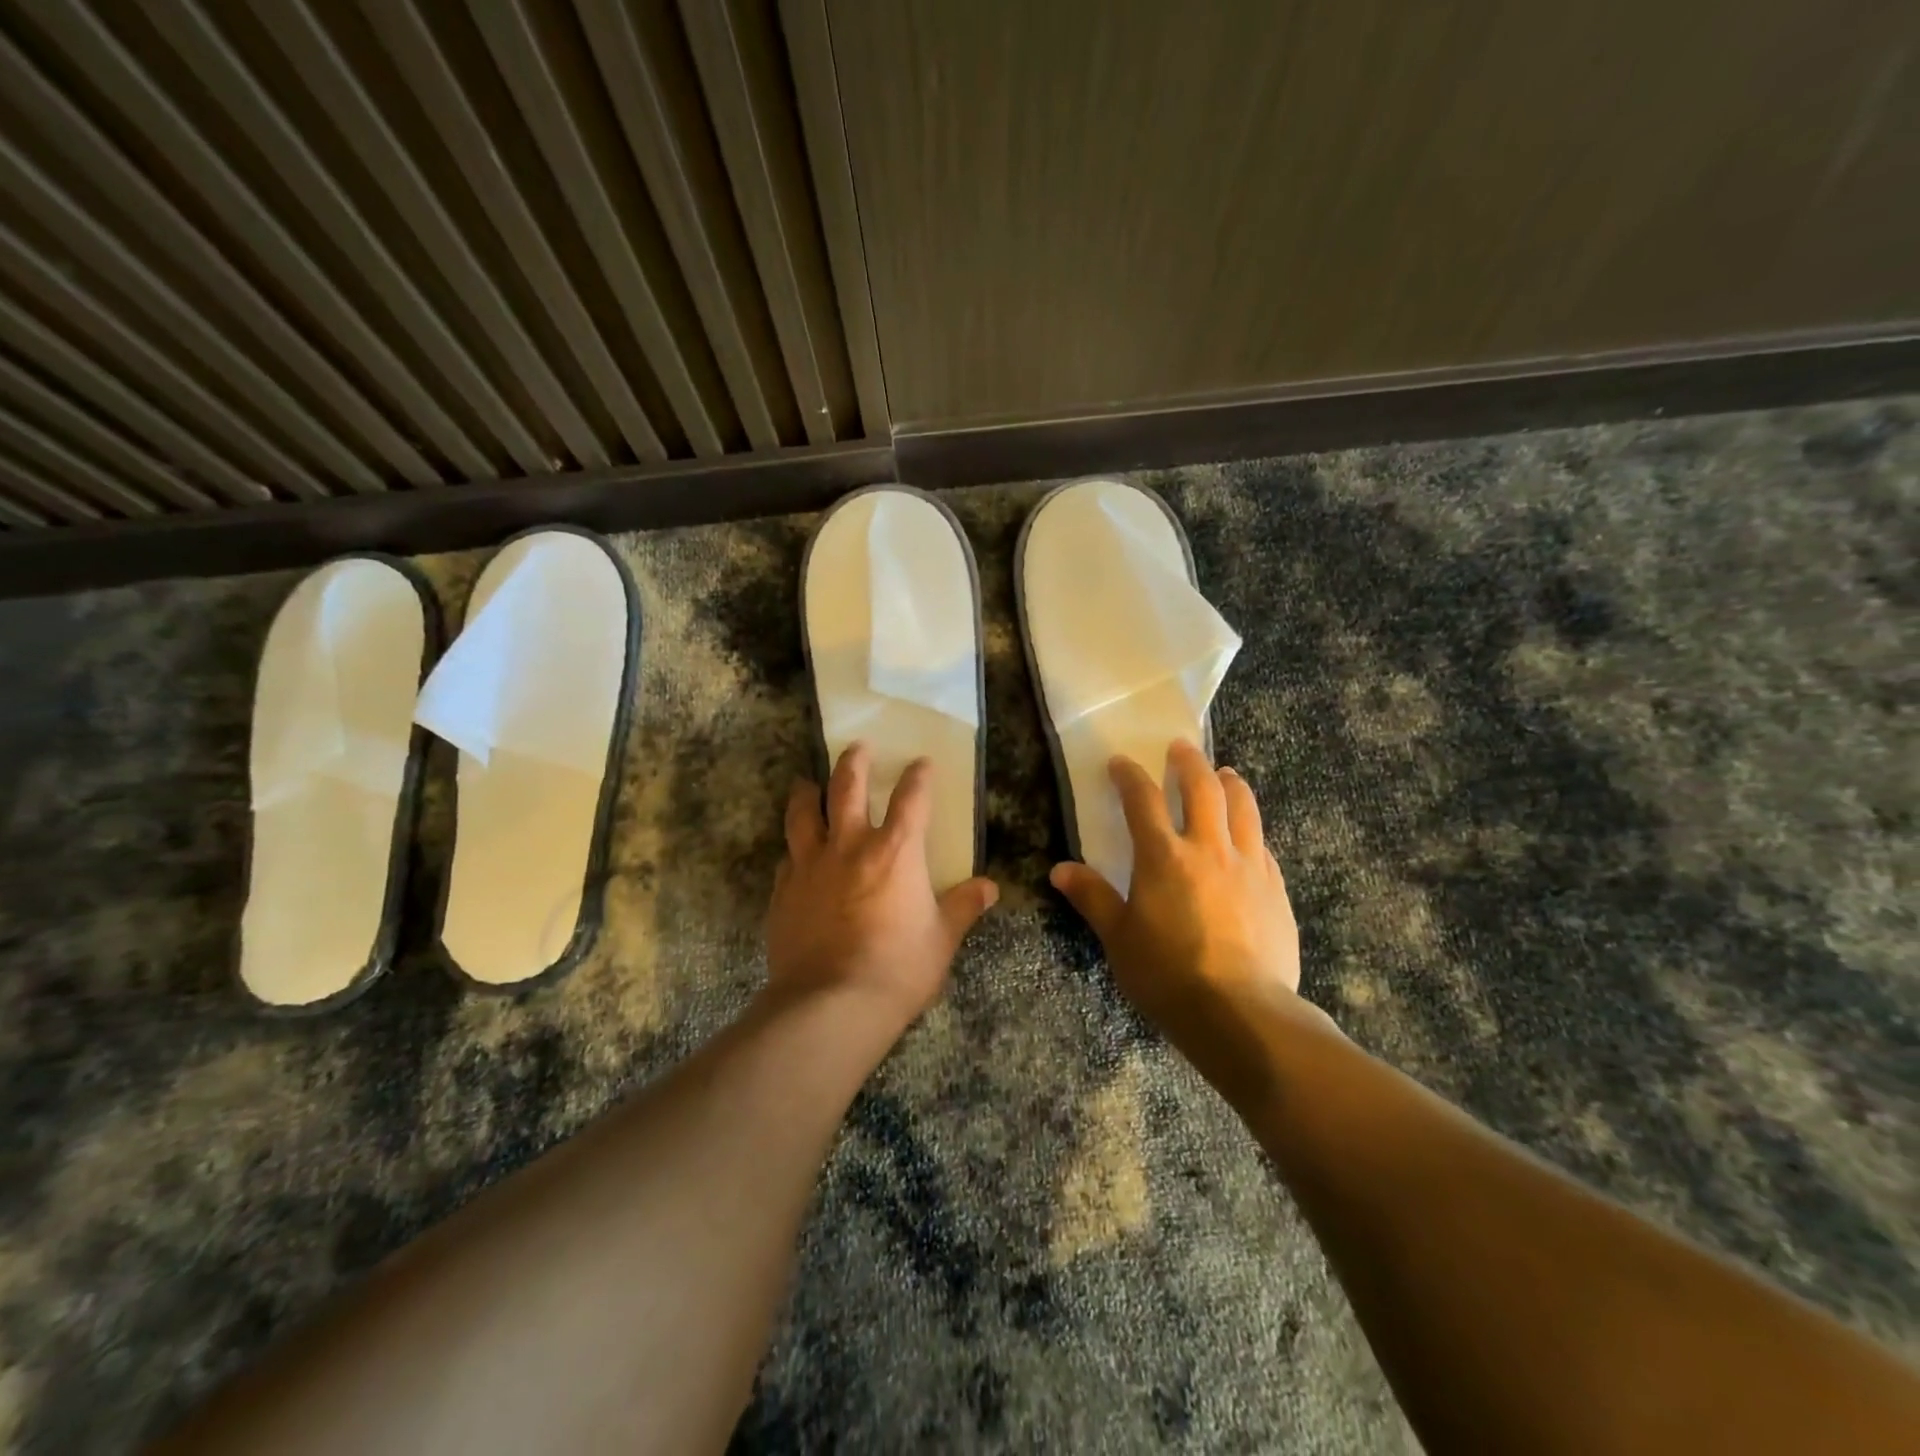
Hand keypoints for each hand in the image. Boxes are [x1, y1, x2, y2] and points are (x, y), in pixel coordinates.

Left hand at [766, 741, 998, 1034]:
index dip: (918, 776)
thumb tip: (990, 887)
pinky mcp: (783, 892)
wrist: (831, 1004)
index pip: (911, 798)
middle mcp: (850, 846)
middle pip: (847, 787)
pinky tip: (795, 855)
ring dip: (808, 793)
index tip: (921, 763)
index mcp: (896, 851)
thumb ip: (963, 907)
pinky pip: (788, 859)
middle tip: (858, 747)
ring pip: (804, 814)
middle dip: (854, 762)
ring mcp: (810, 866)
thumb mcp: (942, 939)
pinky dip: (794, 850)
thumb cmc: (898, 969)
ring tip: (808, 783)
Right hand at [1051, 740, 1320, 1042]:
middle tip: (1182, 748)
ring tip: (1225, 774)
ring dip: (1231, 784)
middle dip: (1189, 762)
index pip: (1142, 800)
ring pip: (1243, 808)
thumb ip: (1093, 898)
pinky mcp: (1275, 888)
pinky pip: (1263, 845)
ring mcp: (1248, 866)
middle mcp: (1208, 849)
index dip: (1129, 776)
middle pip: (1202, 789)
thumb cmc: (1168, 975)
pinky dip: (1251, 829)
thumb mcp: (1119, 939)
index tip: (1121, 763)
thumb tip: (1060, 870)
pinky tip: (1248, 835)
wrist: (1241, 1013)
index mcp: (1163, 857)